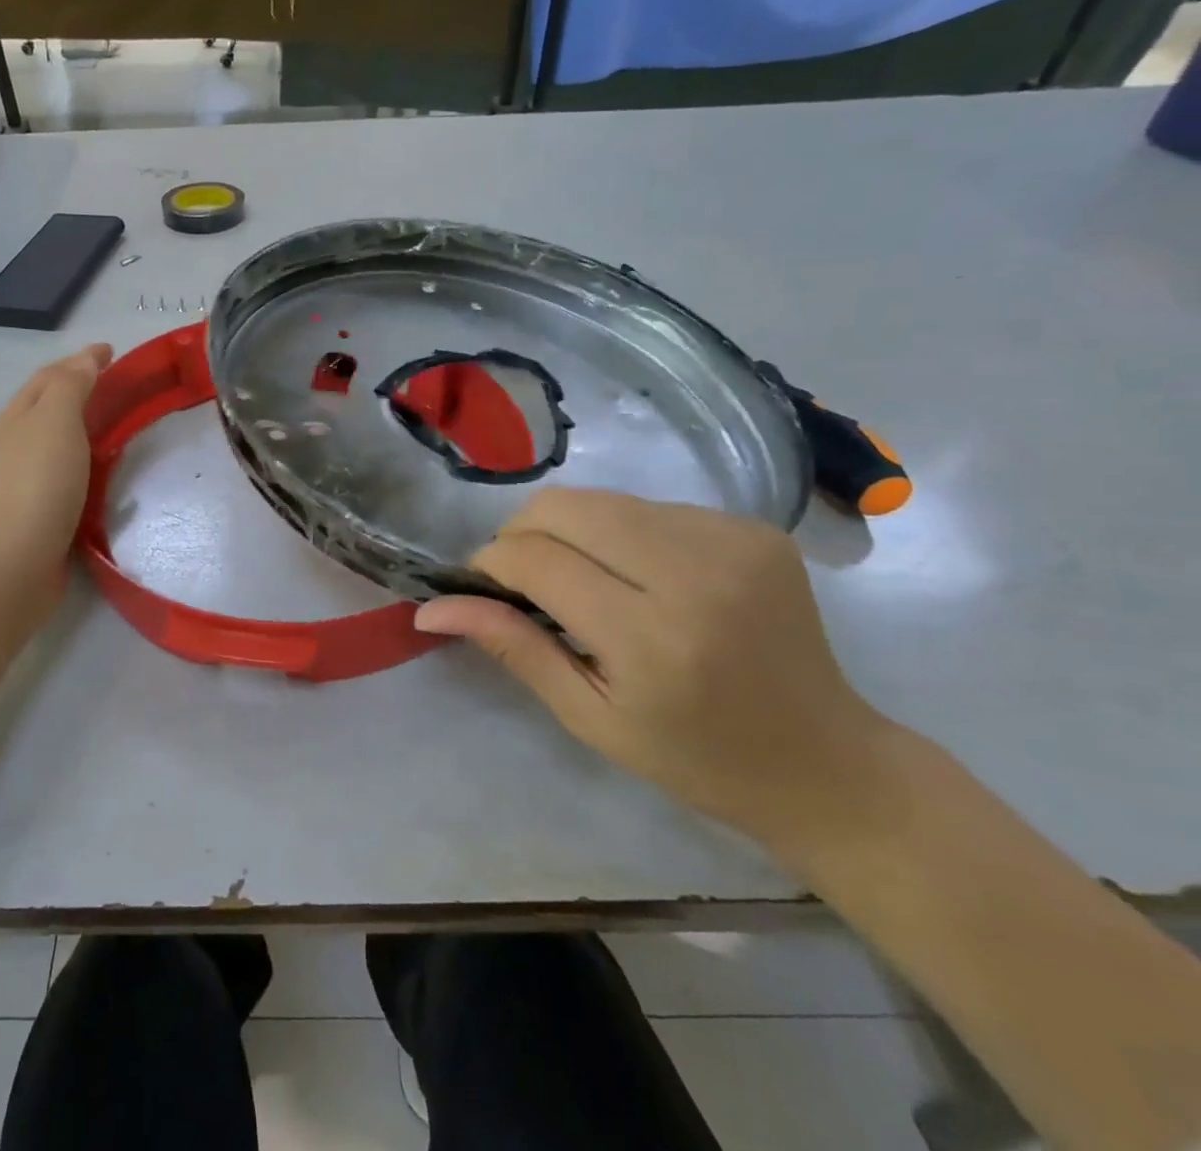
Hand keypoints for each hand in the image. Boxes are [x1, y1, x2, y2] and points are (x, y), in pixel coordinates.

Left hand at [0, 345, 111, 617]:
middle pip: (52, 404)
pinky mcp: (45, 508)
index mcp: (21, 414)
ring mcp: (30, 476)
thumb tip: (86, 358)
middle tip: (122, 384)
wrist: (17, 559)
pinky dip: (90, 460)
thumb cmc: (39, 482)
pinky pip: (72, 471)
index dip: (81, 359)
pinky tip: (109, 470)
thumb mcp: (56, 420)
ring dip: (87, 424)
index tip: (112, 351)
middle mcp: (20, 441)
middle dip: (82, 388)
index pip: (52, 374)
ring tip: (121, 423)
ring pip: (62, 439)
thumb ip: (72, 385)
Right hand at [415, 488, 897, 850]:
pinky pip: (648, 507)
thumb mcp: (589, 718)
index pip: (535, 560)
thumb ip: (512, 648)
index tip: (480, 585)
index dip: (490, 563)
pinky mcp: (752, 527)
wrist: (829, 762)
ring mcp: (732, 540)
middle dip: (521, 534)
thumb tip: (431, 607)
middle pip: (564, 507)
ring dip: (569, 531)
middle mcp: (695, 573)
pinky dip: (618, 532)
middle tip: (522, 579)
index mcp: (652, 638)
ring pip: (601, 499)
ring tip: (580, 580)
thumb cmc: (695, 758)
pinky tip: (637, 576)